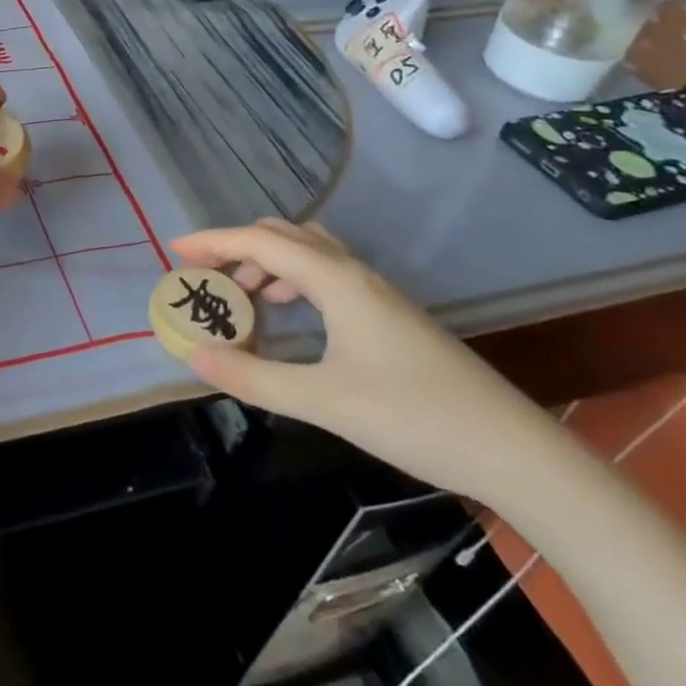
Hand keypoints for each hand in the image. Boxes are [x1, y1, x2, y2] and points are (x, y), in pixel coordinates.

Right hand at [173, 219, 555, 500]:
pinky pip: (327, 275)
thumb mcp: (323, 400)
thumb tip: (194, 355)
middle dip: (238, 247)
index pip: (261, 242)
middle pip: (285, 235)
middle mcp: (354, 273)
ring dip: (268, 262)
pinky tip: (289, 314)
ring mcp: (376, 293)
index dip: (214, 242)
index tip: (174, 251)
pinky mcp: (388, 315)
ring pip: (309, 253)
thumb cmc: (413, 417)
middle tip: (205, 276)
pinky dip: (294, 280)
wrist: (511, 449)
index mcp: (336, 280)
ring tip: (241, 296)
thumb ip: (254, 377)